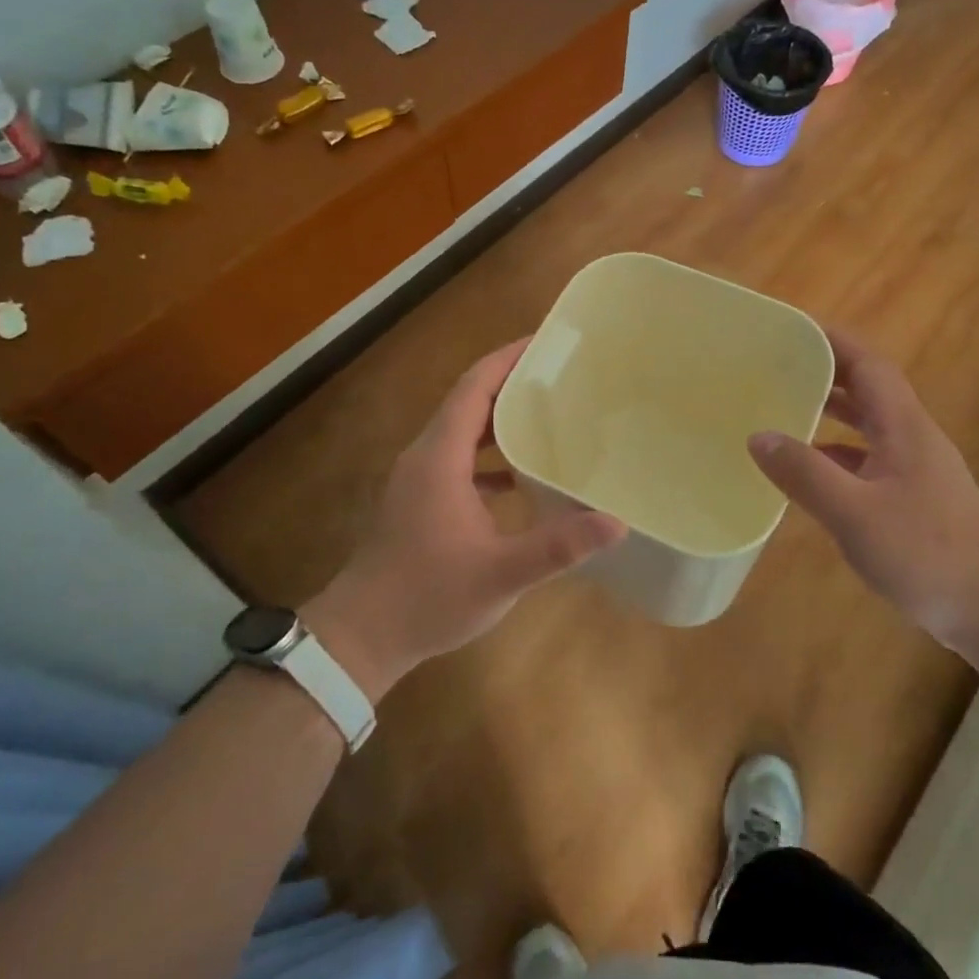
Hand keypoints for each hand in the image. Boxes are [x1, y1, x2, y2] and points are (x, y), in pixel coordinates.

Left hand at [303, 340, 625, 699]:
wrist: (362, 636)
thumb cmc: (428, 597)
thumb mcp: (501, 573)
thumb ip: (558, 546)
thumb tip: (616, 522)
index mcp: (440, 457)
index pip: (475, 387)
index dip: (508, 359)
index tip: (545, 342)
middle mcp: (426, 456)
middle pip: (469, 400)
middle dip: (512, 382)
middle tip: (561, 376)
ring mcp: (419, 478)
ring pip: (463, 431)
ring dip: (501, 419)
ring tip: (548, 415)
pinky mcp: (420, 500)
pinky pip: (458, 459)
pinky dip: (489, 456)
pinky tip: (521, 477)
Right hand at [746, 329, 978, 650]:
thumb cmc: (926, 553)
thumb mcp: (854, 513)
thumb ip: (804, 473)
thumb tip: (758, 436)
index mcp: (903, 427)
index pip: (868, 365)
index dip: (833, 341)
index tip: (792, 328)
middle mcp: (911, 438)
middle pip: (867, 389)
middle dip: (825, 372)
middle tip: (776, 366)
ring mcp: (915, 470)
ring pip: (868, 425)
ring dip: (830, 412)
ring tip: (783, 408)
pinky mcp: (914, 499)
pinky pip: (867, 459)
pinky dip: (836, 453)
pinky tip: (809, 471)